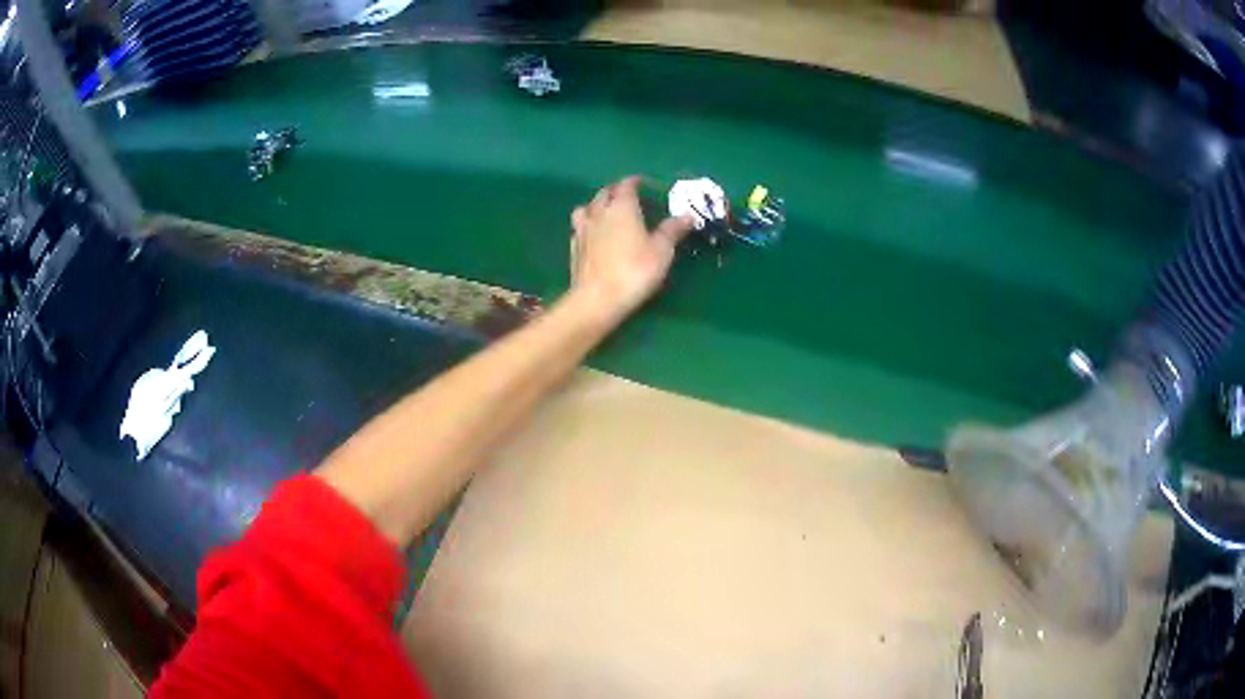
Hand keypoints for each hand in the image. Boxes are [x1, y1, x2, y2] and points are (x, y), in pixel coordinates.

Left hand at [569, 176, 693, 320]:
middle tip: (627, 196)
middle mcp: (599, 213)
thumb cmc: (635, 270)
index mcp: (622, 207)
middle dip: (615, 191)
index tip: (642, 183)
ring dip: (596, 205)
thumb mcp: (662, 251)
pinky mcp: (573, 248)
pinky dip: (586, 225)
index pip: (626, 185)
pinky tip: (592, 234)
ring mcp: (583, 230)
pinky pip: (578, 228)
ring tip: (605, 212)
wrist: (598, 298)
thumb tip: (688, 215)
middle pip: (604, 193)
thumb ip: (673, 230)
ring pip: (586, 208)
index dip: (634, 182)